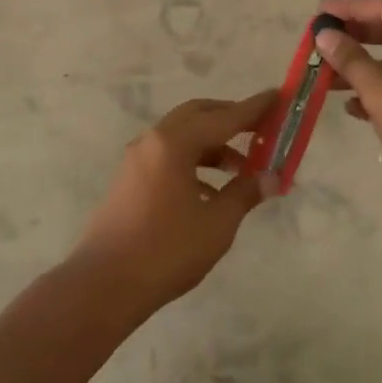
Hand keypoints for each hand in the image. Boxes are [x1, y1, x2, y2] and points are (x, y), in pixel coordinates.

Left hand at [69, 90, 277, 314]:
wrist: (103, 286)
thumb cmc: (166, 251)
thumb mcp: (216, 224)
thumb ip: (245, 193)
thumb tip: (272, 178)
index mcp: (174, 143)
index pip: (224, 117)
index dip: (254, 108)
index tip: (278, 96)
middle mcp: (153, 141)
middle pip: (198, 115)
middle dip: (230, 119)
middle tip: (260, 129)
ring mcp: (137, 159)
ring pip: (182, 136)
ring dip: (213, 144)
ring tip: (242, 169)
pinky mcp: (129, 180)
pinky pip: (168, 157)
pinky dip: (193, 163)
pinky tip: (211, 192)